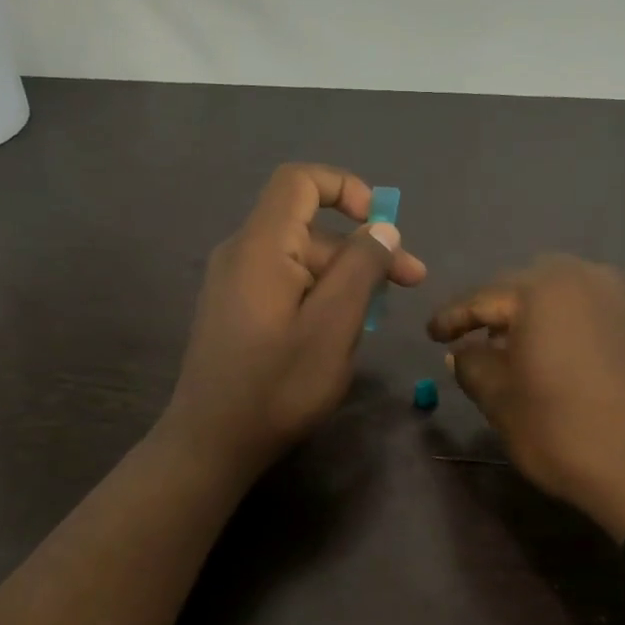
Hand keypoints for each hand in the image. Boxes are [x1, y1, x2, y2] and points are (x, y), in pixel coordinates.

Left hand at [160, 163, 426, 480]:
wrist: (212, 442)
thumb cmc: (278, 385)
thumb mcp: (333, 326)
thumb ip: (360, 269)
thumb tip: (381, 228)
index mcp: (262, 246)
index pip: (299, 181)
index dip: (345, 188)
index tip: (381, 224)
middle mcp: (242, 254)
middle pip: (309, 228)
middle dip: (363, 248)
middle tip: (411, 282)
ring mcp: (234, 284)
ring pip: (300, 261)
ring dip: (345, 278)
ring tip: (378, 318)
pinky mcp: (235, 311)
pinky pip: (285, 286)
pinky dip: (319, 296)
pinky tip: (340, 332)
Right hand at [428, 256, 624, 539]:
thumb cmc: (564, 433)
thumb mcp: (502, 403)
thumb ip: (473, 366)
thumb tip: (461, 351)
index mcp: (543, 291)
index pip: (484, 298)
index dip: (453, 318)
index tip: (431, 335)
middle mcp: (587, 279)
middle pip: (528, 285)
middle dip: (499, 309)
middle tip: (478, 339)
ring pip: (568, 294)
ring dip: (539, 314)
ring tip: (523, 348)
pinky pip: (599, 310)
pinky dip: (574, 324)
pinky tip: (568, 356)